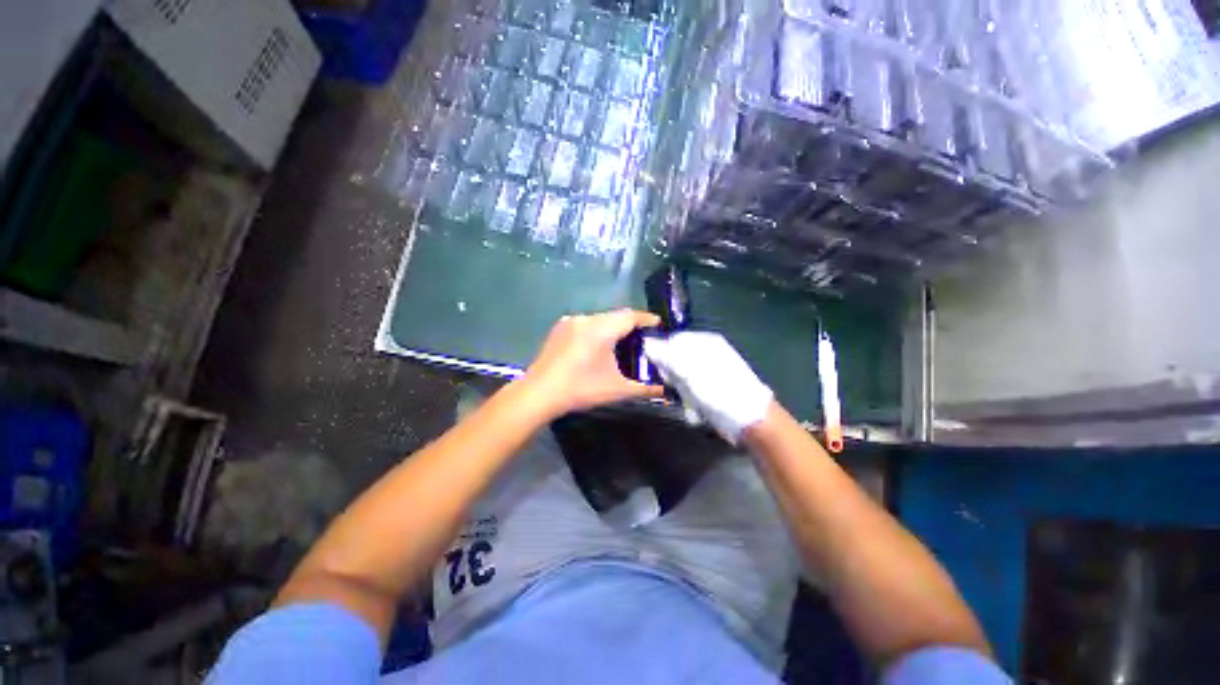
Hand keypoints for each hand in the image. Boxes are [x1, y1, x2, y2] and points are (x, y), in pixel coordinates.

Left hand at [520, 309, 664, 417]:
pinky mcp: (559, 328)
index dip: (647, 319)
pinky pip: (585, 323)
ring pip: (599, 319)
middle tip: (642, 338)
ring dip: (612, 327)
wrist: (539, 393)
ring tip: (621, 342)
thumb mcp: (617, 390)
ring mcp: (570, 321)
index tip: (658, 324)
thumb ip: (645, 389)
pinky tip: (597, 346)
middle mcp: (586, 319)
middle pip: (615, 316)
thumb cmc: (581, 389)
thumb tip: (665, 392)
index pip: (630, 316)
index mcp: (602, 328)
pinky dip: (596, 330)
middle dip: (630, 324)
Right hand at [643, 331, 772, 443]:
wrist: (748, 419)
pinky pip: (688, 391)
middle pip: (675, 358)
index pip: (673, 339)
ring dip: (679, 390)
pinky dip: (687, 400)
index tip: (656, 368)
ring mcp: (708, 372)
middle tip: (673, 386)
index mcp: (704, 342)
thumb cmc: (719, 390)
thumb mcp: (690, 370)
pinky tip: (694, 408)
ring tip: (687, 400)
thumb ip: (667, 355)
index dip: (661, 352)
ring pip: (679, 377)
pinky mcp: (709, 389)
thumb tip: (647, 343)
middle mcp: (706, 354)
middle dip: (670, 374)